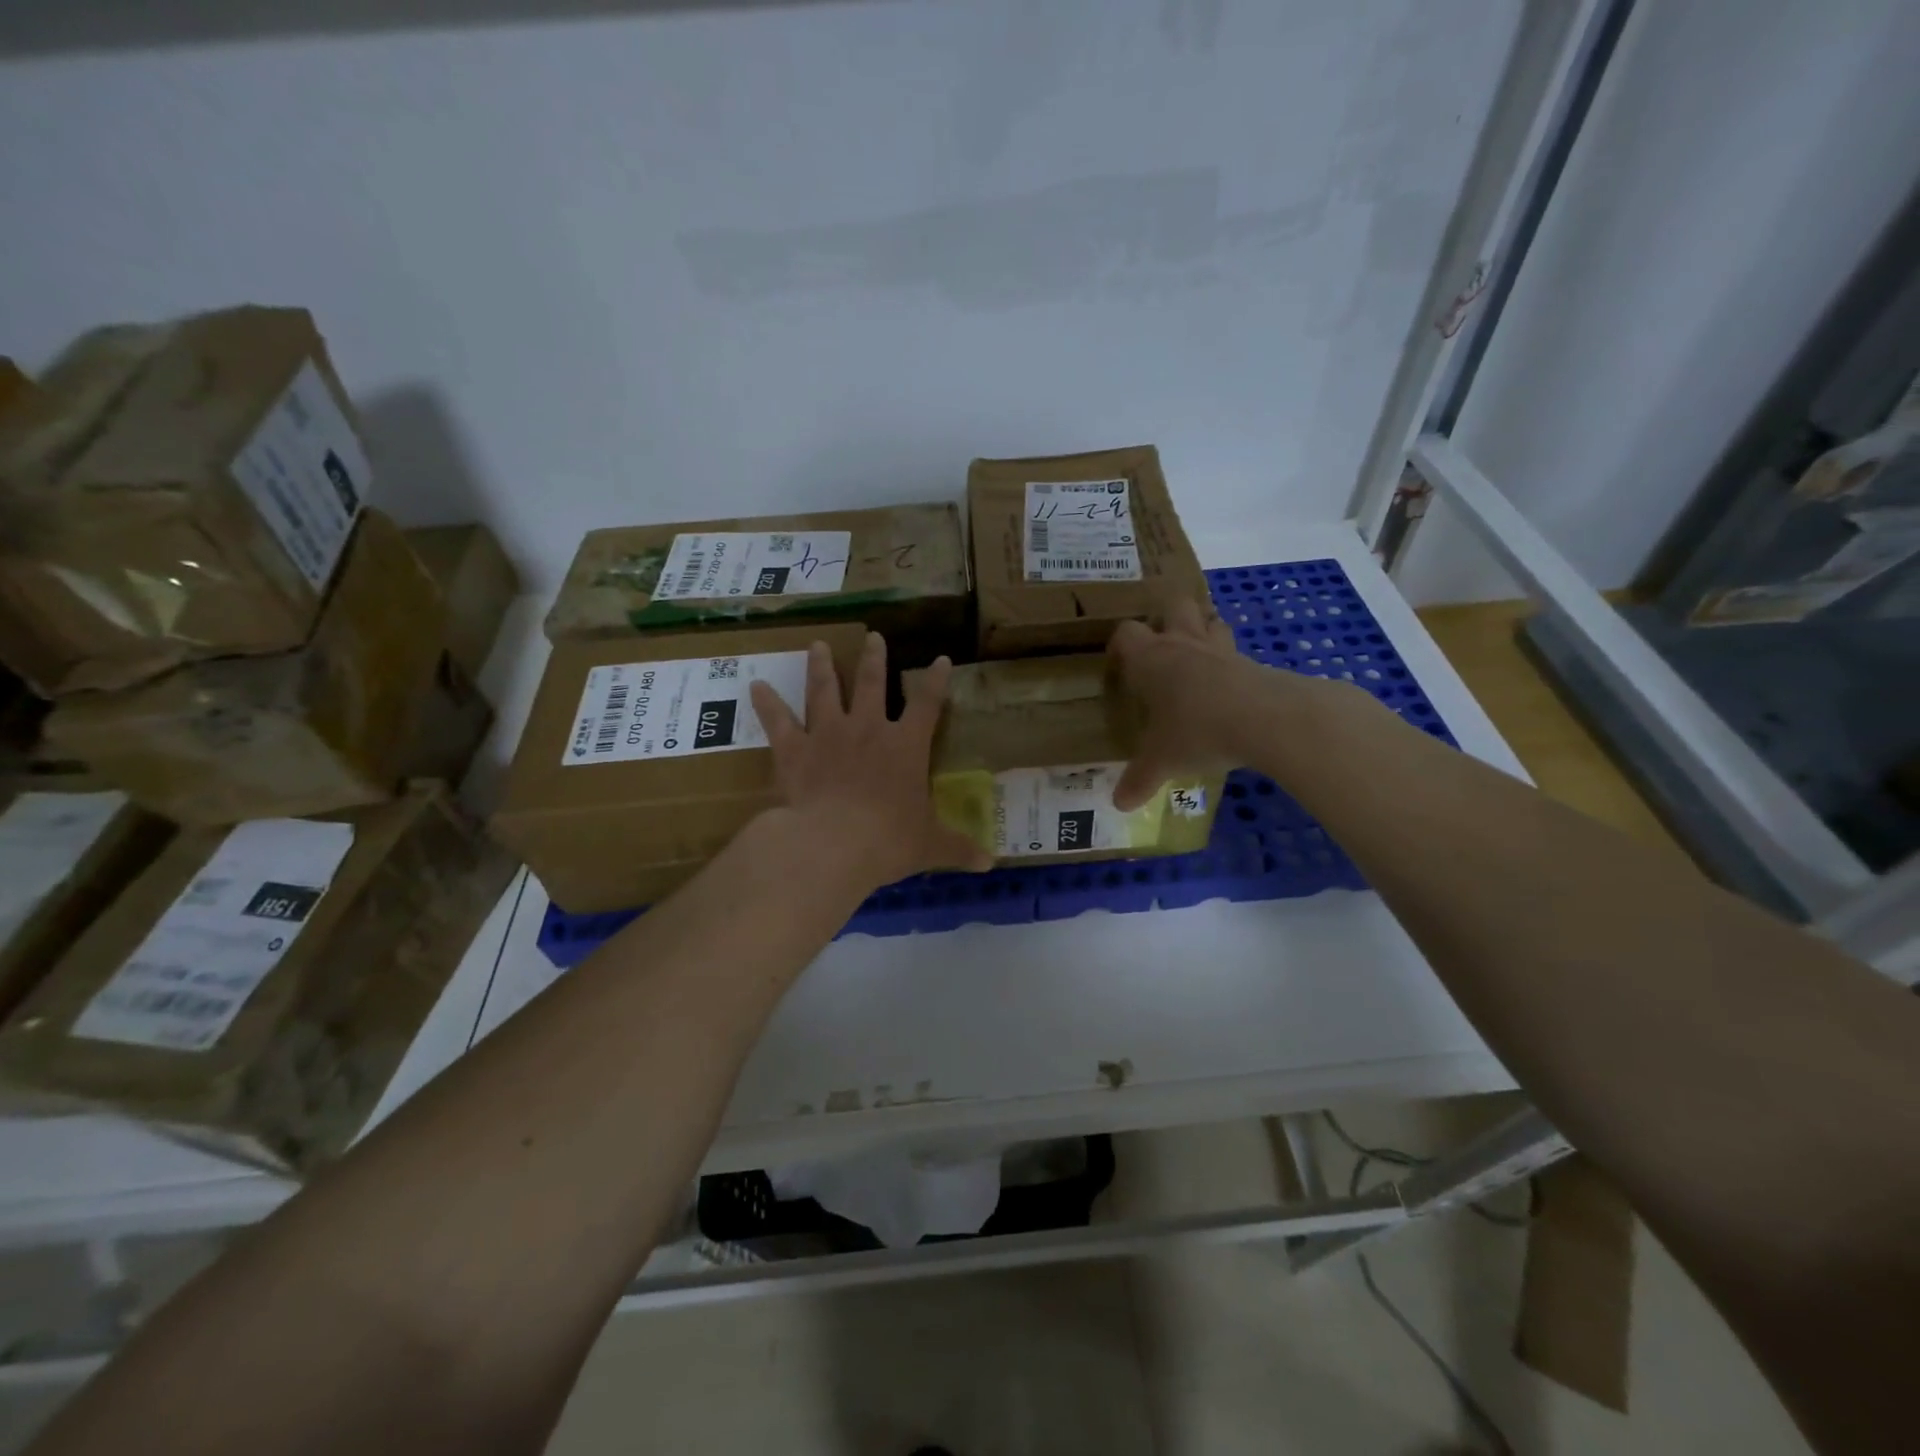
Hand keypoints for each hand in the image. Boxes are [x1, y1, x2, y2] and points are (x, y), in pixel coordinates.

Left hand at [750, 633, 991, 889]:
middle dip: (874, 659)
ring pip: (823, 690)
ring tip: (817, 645)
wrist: (833, 844)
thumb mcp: (929, 845)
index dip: (936, 680)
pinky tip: (756, 686)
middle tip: (874, 637)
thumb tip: (990, 863)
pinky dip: (767, 704)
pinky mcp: (794, 750)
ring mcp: (827, 735)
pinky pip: (778, 721)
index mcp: (905, 747)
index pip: (927, 704)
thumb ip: (958, 848)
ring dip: (820, 666)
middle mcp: (867, 730)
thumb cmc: (888, 840)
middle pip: (871, 683)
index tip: (941, 659)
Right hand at [1108, 599, 1283, 809]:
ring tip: (1197, 660)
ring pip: (1210, 620)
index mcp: (1151, 659)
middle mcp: (1183, 644)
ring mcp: (1221, 650)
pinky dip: (1230, 663)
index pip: (1126, 634)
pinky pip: (1236, 652)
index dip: (1120, 646)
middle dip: (1167, 618)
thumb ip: (1139, 780)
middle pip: (1173, 606)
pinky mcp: (1253, 662)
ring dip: (1203, 631)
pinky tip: (1228, 690)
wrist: (1267, 719)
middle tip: (1162, 649)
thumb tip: (1118, 804)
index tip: (1120, 667)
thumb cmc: (1197, 731)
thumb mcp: (1162, 761)